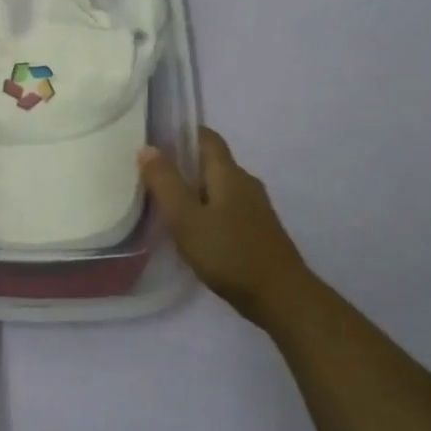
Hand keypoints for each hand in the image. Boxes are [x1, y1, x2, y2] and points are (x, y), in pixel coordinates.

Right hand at [138, 127, 313, 326]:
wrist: (282, 298)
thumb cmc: (229, 253)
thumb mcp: (186, 218)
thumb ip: (165, 183)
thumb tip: (148, 148)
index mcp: (228, 173)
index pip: (206, 138)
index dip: (182, 133)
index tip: (156, 141)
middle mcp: (245, 183)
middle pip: (212, 163)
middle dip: (184, 166)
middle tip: (153, 178)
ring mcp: (256, 208)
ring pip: (219, 188)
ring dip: (195, 191)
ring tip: (168, 207)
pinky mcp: (259, 231)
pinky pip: (228, 209)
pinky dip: (208, 211)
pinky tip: (194, 232)